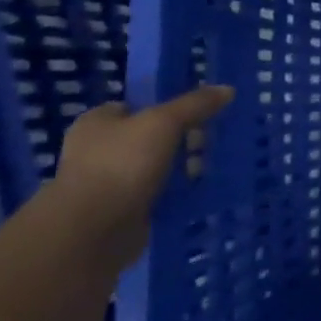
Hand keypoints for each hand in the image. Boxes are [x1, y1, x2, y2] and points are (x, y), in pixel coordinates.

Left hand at [46, 86, 233, 265]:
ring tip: (204, 170)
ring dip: (182, 168)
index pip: (138, 105)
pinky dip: (175, 193)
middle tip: (204, 144)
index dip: (168, 107)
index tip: (198, 113)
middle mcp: (98, 149)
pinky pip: (157, 193)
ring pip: (157, 166)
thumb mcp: (164, 122)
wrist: (92, 231)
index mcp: (97, 122)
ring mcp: (108, 181)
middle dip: (182, 140)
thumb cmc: (122, 164)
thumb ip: (195, 104)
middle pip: (153, 135)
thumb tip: (227, 89)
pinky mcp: (121, 210)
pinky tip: (196, 191)